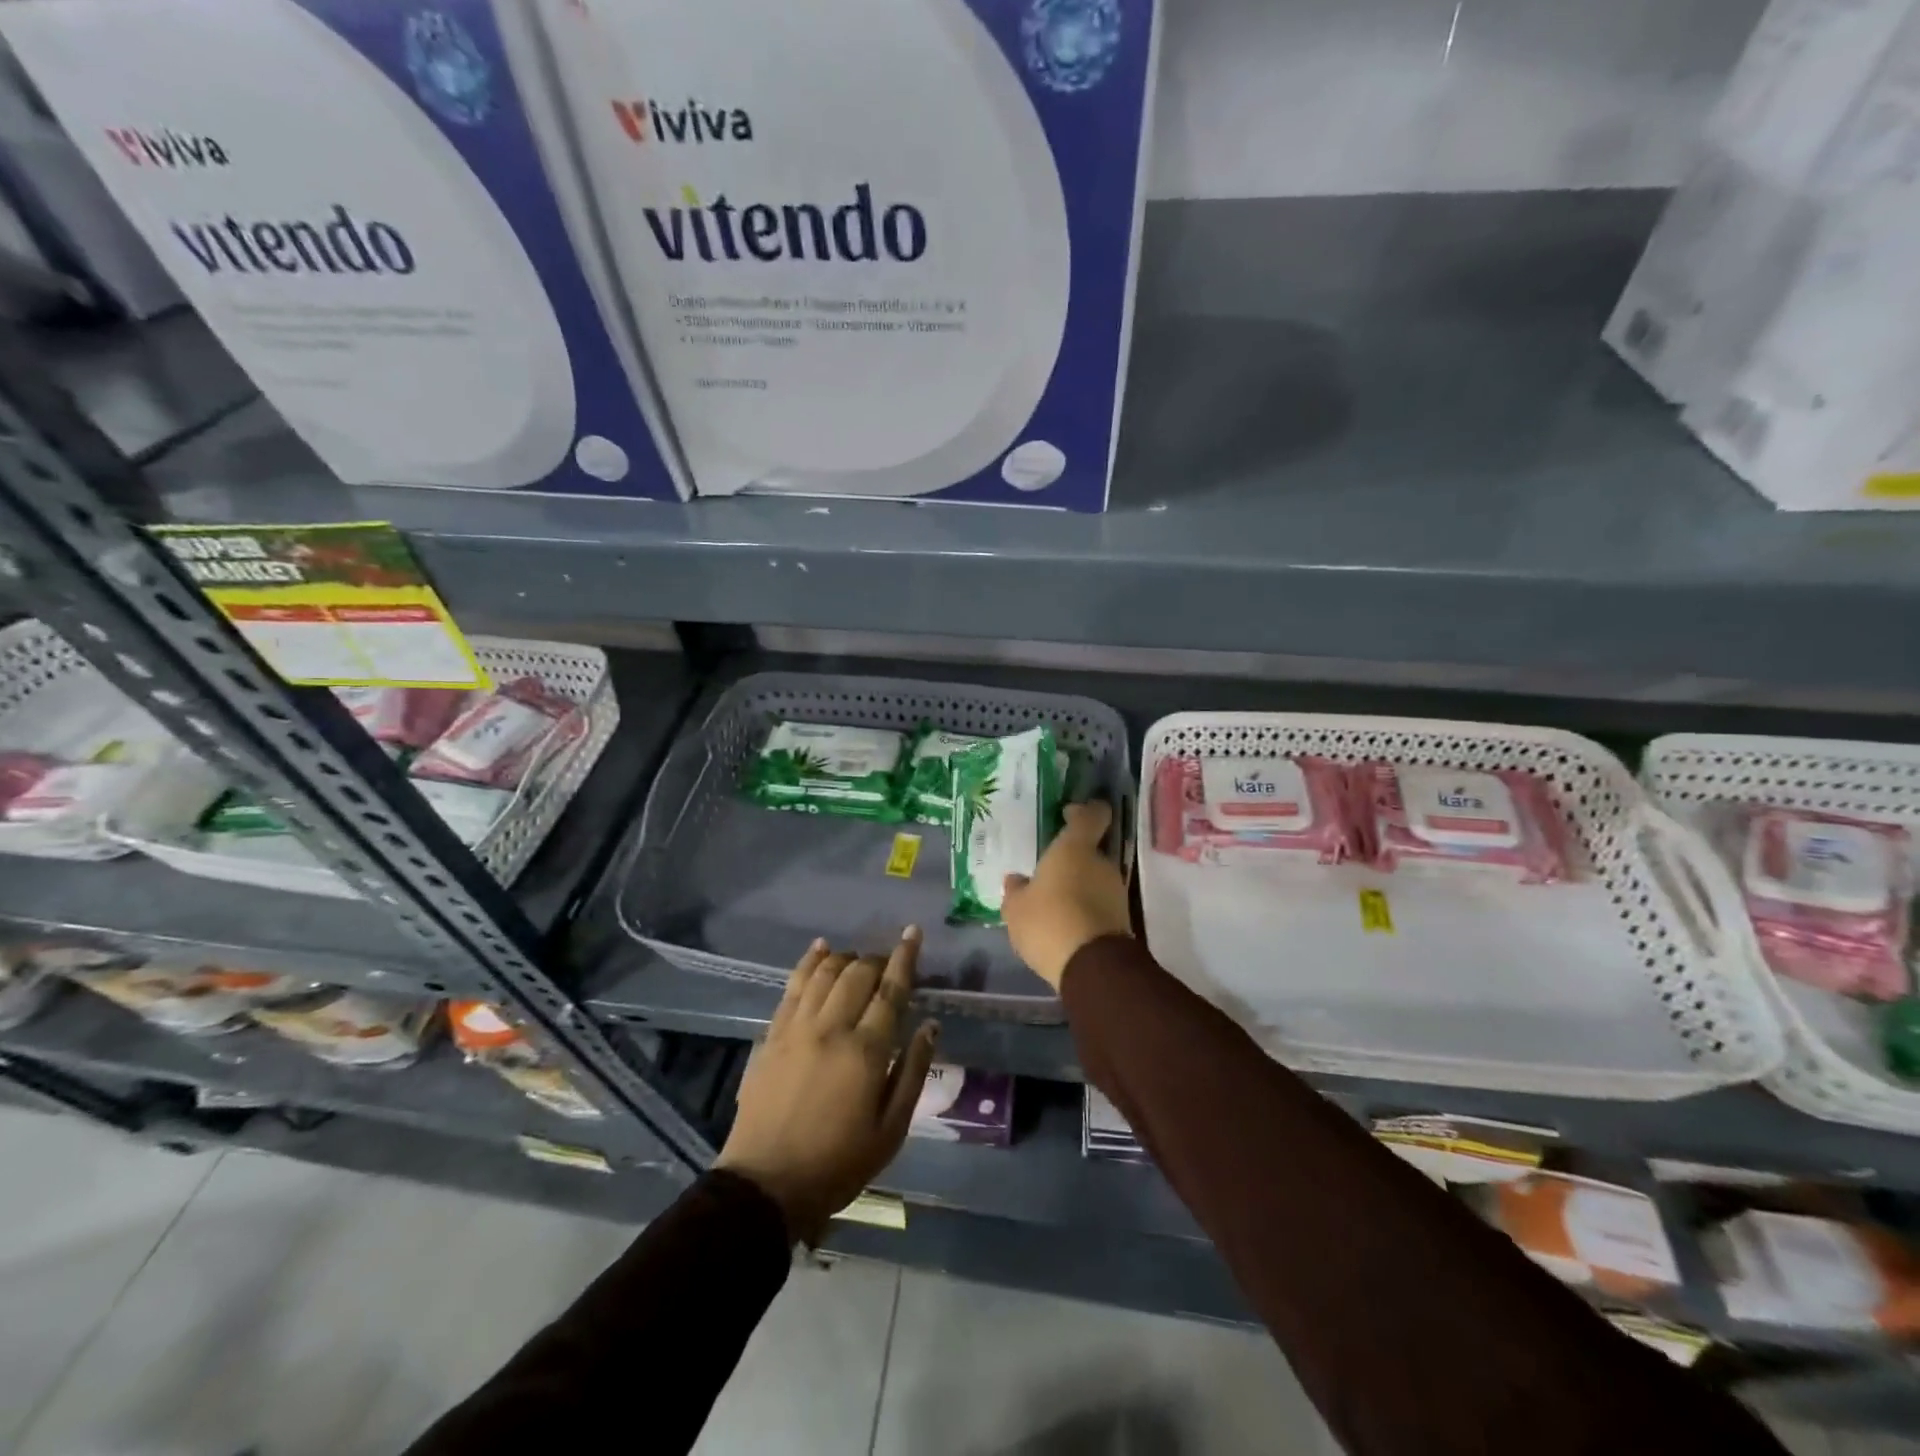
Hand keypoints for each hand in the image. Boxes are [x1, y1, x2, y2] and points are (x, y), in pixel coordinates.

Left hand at [717, 928, 938, 1243]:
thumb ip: (913, 1072)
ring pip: (825, 972)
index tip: (913, 932)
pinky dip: (808, 961)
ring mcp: (797, 1028)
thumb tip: (930, 1026)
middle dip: (877, 959)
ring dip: (846, 958)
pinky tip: (820, 949)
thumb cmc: (838, 1164)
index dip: (905, 957)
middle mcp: (832, 1027)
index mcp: (866, 1051)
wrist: (765, 1186)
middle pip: (858, 974)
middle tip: (888, 963)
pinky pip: (792, 985)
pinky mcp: (772, 1035)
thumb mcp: (890, 1130)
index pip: (891, 990)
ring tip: (858, 960)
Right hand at [1002, 799, 1131, 989]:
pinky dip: (1085, 909)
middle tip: (1048, 873)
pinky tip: (1065, 923)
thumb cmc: (1048, 921)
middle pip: (1090, 851)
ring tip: (1054, 903)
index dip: (1083, 811)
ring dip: (1079, 887)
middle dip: (1072, 860)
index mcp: (1075, 848)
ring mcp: (1116, 891)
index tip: (1068, 814)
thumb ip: (1016, 890)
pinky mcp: (1123, 919)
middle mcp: (1101, 863)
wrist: (1091, 967)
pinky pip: (1099, 904)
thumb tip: (1016, 880)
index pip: (1091, 815)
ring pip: (1095, 879)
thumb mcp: (1016, 908)